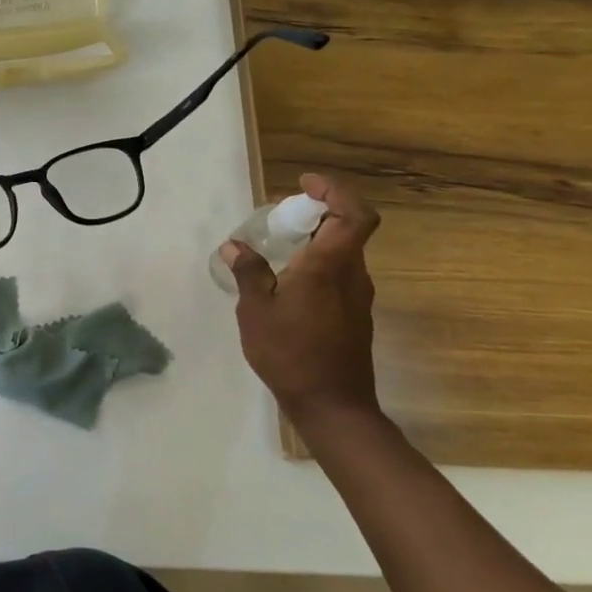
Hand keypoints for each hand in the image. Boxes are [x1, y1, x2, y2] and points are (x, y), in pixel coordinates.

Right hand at [219, 173, 382, 427]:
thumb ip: (248, 273)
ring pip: (344, 251)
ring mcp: (357, 296)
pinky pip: (340, 273)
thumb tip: (234, 245)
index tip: (305, 185)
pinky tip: (289, 281)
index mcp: (329, 267)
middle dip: (318, 211)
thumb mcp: (256, 311)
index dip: (335, 191)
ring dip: (317, 238)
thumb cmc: (290, 354)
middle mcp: (352, 275)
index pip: (353, 214)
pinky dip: (319, 261)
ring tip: (280, 246)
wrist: (333, 406)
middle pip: (347, 228)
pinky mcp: (355, 314)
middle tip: (282, 214)